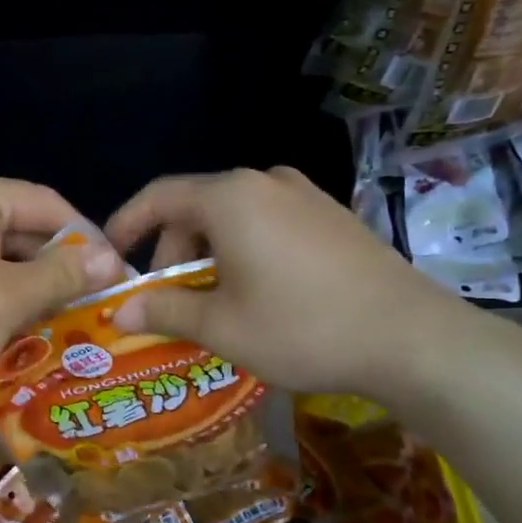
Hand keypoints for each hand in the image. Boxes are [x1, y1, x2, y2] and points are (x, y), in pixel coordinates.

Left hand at [0, 171, 123, 413]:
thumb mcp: (10, 300)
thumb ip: (63, 273)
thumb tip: (112, 260)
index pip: (45, 202)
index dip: (87, 238)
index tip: (116, 274)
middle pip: (16, 224)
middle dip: (55, 264)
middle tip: (91, 300)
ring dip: (25, 282)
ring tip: (60, 317)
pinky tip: (10, 323)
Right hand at [104, 166, 477, 400]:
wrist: (411, 339)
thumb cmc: (301, 328)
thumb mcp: (221, 326)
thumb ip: (163, 311)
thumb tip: (119, 312)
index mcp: (231, 198)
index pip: (159, 196)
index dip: (127, 223)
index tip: (110, 255)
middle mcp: (266, 183)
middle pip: (197, 207)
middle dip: (172, 252)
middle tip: (166, 300)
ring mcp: (306, 196)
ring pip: (234, 218)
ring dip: (208, 255)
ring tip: (210, 303)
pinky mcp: (332, 217)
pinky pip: (269, 224)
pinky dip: (244, 252)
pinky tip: (256, 294)